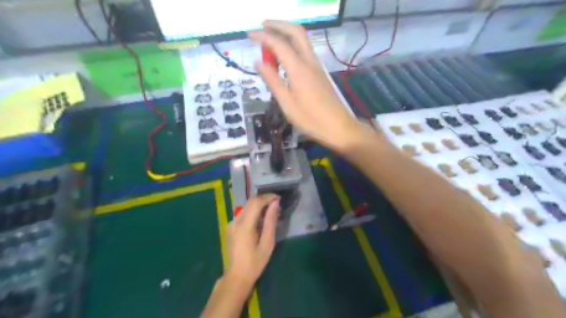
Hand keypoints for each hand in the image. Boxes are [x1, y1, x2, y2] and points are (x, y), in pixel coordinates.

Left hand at [224, 193, 280, 288]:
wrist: (236, 277)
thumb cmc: (254, 263)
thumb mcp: (267, 243)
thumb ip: (270, 222)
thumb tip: (275, 204)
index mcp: (244, 225)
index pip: (256, 202)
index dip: (268, 197)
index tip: (279, 198)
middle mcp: (235, 221)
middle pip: (250, 202)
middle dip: (264, 199)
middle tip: (276, 203)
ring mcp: (231, 223)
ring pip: (246, 206)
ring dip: (259, 205)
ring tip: (271, 210)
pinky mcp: (230, 227)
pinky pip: (243, 213)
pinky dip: (253, 211)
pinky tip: (261, 218)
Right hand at [248, 19, 361, 152]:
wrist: (339, 127)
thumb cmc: (311, 120)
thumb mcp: (287, 104)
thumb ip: (272, 81)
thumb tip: (258, 62)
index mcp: (298, 69)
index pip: (278, 43)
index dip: (262, 36)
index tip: (249, 36)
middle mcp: (309, 62)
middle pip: (295, 32)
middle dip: (278, 25)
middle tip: (262, 27)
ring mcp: (317, 66)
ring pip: (302, 40)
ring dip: (286, 33)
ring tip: (270, 40)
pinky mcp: (320, 73)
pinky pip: (305, 51)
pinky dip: (293, 45)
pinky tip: (284, 57)